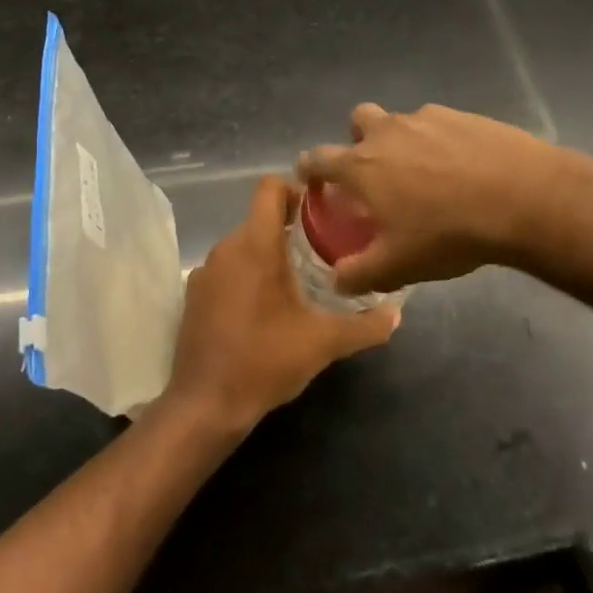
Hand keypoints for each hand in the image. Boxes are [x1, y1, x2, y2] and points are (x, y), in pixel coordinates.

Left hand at [168, 176, 398, 430]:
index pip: (270, 188)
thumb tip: (397, 314)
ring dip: (269, 253)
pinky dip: (247, 274)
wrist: (206, 404)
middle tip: (323, 250)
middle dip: (291, 228)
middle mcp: (226, 248)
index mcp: (255, 245)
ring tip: (300, 280)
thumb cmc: (266, 360)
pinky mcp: (195, 295)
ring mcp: (205, 271)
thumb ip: (365, 326)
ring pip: (243, 244)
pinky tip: (266, 306)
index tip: (322, 210)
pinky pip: (227, 268)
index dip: (296, 189)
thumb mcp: (324, 343)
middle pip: (260, 217)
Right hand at [297, 103, 569, 294]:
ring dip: (402, 140)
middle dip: (358, 139)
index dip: (309, 168)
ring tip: (426, 174)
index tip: (310, 177)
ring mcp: (428, 118)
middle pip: (358, 119)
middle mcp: (388, 131)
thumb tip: (338, 280)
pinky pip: (440, 124)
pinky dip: (441, 141)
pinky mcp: (465, 115)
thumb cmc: (448, 233)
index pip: (318, 158)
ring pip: (402, 121)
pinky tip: (463, 167)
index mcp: (362, 165)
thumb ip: (359, 274)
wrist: (522, 199)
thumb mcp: (397, 266)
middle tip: (375, 170)